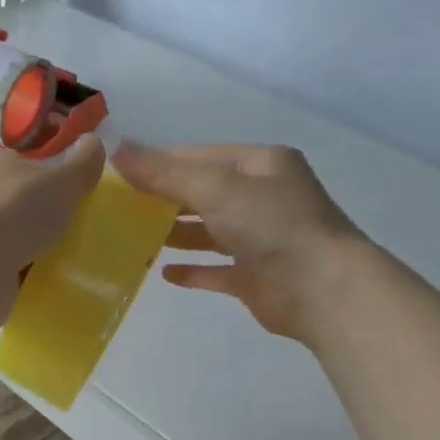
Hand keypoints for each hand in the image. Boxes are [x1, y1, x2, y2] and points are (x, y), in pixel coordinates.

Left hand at [0, 134, 106, 327]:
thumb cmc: (17, 213)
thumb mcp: (62, 182)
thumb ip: (82, 165)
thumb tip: (94, 140)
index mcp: (1, 169)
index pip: (30, 168)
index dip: (55, 179)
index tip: (82, 197)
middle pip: (25, 208)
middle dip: (50, 221)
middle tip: (86, 236)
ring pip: (19, 244)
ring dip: (42, 255)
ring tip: (79, 268)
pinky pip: (13, 277)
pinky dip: (30, 282)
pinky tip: (55, 290)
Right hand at [113, 141, 363, 340]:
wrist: (322, 289)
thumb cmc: (271, 225)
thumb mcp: (215, 188)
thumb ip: (164, 172)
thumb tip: (117, 149)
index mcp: (260, 165)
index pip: (198, 156)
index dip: (158, 163)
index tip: (117, 175)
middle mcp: (262, 197)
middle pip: (202, 192)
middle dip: (163, 199)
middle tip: (119, 209)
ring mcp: (260, 239)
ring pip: (208, 231)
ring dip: (175, 233)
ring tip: (133, 238)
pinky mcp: (255, 276)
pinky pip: (216, 269)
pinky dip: (192, 269)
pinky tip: (164, 273)